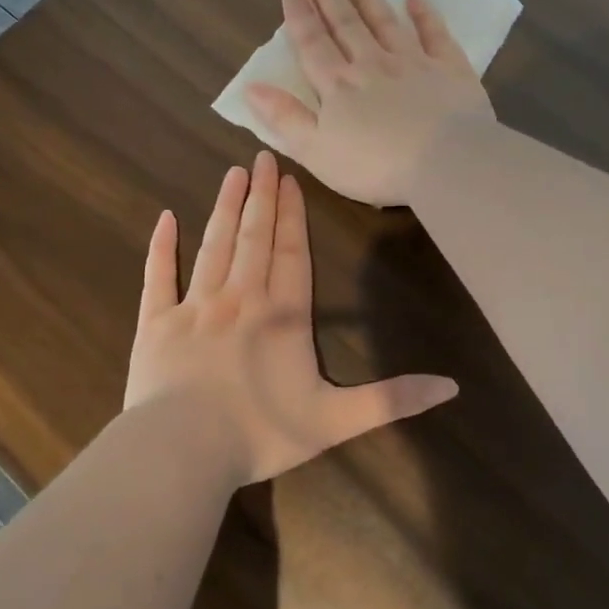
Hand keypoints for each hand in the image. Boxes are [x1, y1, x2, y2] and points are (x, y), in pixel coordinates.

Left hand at [124, 151, 457, 483]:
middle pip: (253, 238)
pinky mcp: (156, 324)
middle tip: (261, 158)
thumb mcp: (336, 421)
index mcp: (282, 317)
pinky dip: (162, 247)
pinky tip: (165, 218)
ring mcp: (194, 308)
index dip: (292, 216)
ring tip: (232, 175)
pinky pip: (159, 276)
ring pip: (213, 246)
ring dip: (224, 209)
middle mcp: (239, 299)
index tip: (290, 180)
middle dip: (261, 197)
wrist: (182, 451)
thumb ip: (392, 400)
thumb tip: (452, 387)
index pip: (292, 254)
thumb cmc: (261, 434)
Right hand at [245, 0, 496, 206]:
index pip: (312, 44)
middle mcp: (372, 64)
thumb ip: (285, 118)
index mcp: (338, 86)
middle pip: (346, 25)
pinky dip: (424, 14)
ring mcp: (413, 63)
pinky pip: (434, 34)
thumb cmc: (374, 166)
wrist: (444, 162)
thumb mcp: (316, 151)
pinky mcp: (449, 69)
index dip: (298, 16)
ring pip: (385, 22)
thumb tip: (251, 87)